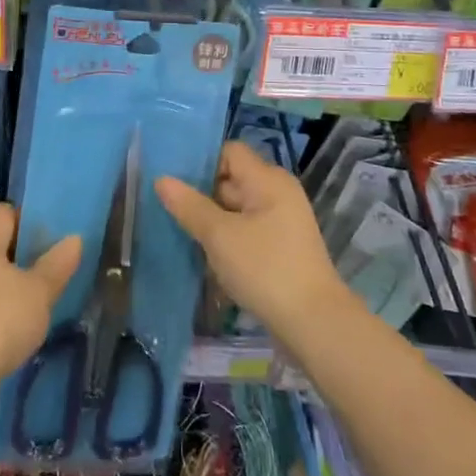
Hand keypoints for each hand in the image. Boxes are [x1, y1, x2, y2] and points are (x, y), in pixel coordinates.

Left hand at [0, 204, 81, 426]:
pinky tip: (8, 324)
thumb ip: (57, 264)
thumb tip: (74, 238)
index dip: (28, 221)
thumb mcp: (39, 293)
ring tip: (31, 299)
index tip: (51, 241)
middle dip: (17, 253)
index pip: (5, 212)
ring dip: (2, 282)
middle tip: (45, 270)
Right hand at [155, 142, 350, 346]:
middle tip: (170, 210)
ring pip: (238, 208)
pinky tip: (207, 255)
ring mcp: (282, 221)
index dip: (202, 163)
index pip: (230, 152)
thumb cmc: (265, 269)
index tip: (175, 182)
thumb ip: (189, 206)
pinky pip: (248, 230)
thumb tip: (162, 179)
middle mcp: (278, 192)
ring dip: (213, 220)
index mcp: (268, 180)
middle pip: (232, 179)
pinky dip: (228, 238)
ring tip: (182, 233)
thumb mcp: (219, 236)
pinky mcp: (282, 246)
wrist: (314, 323)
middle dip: (203, 194)